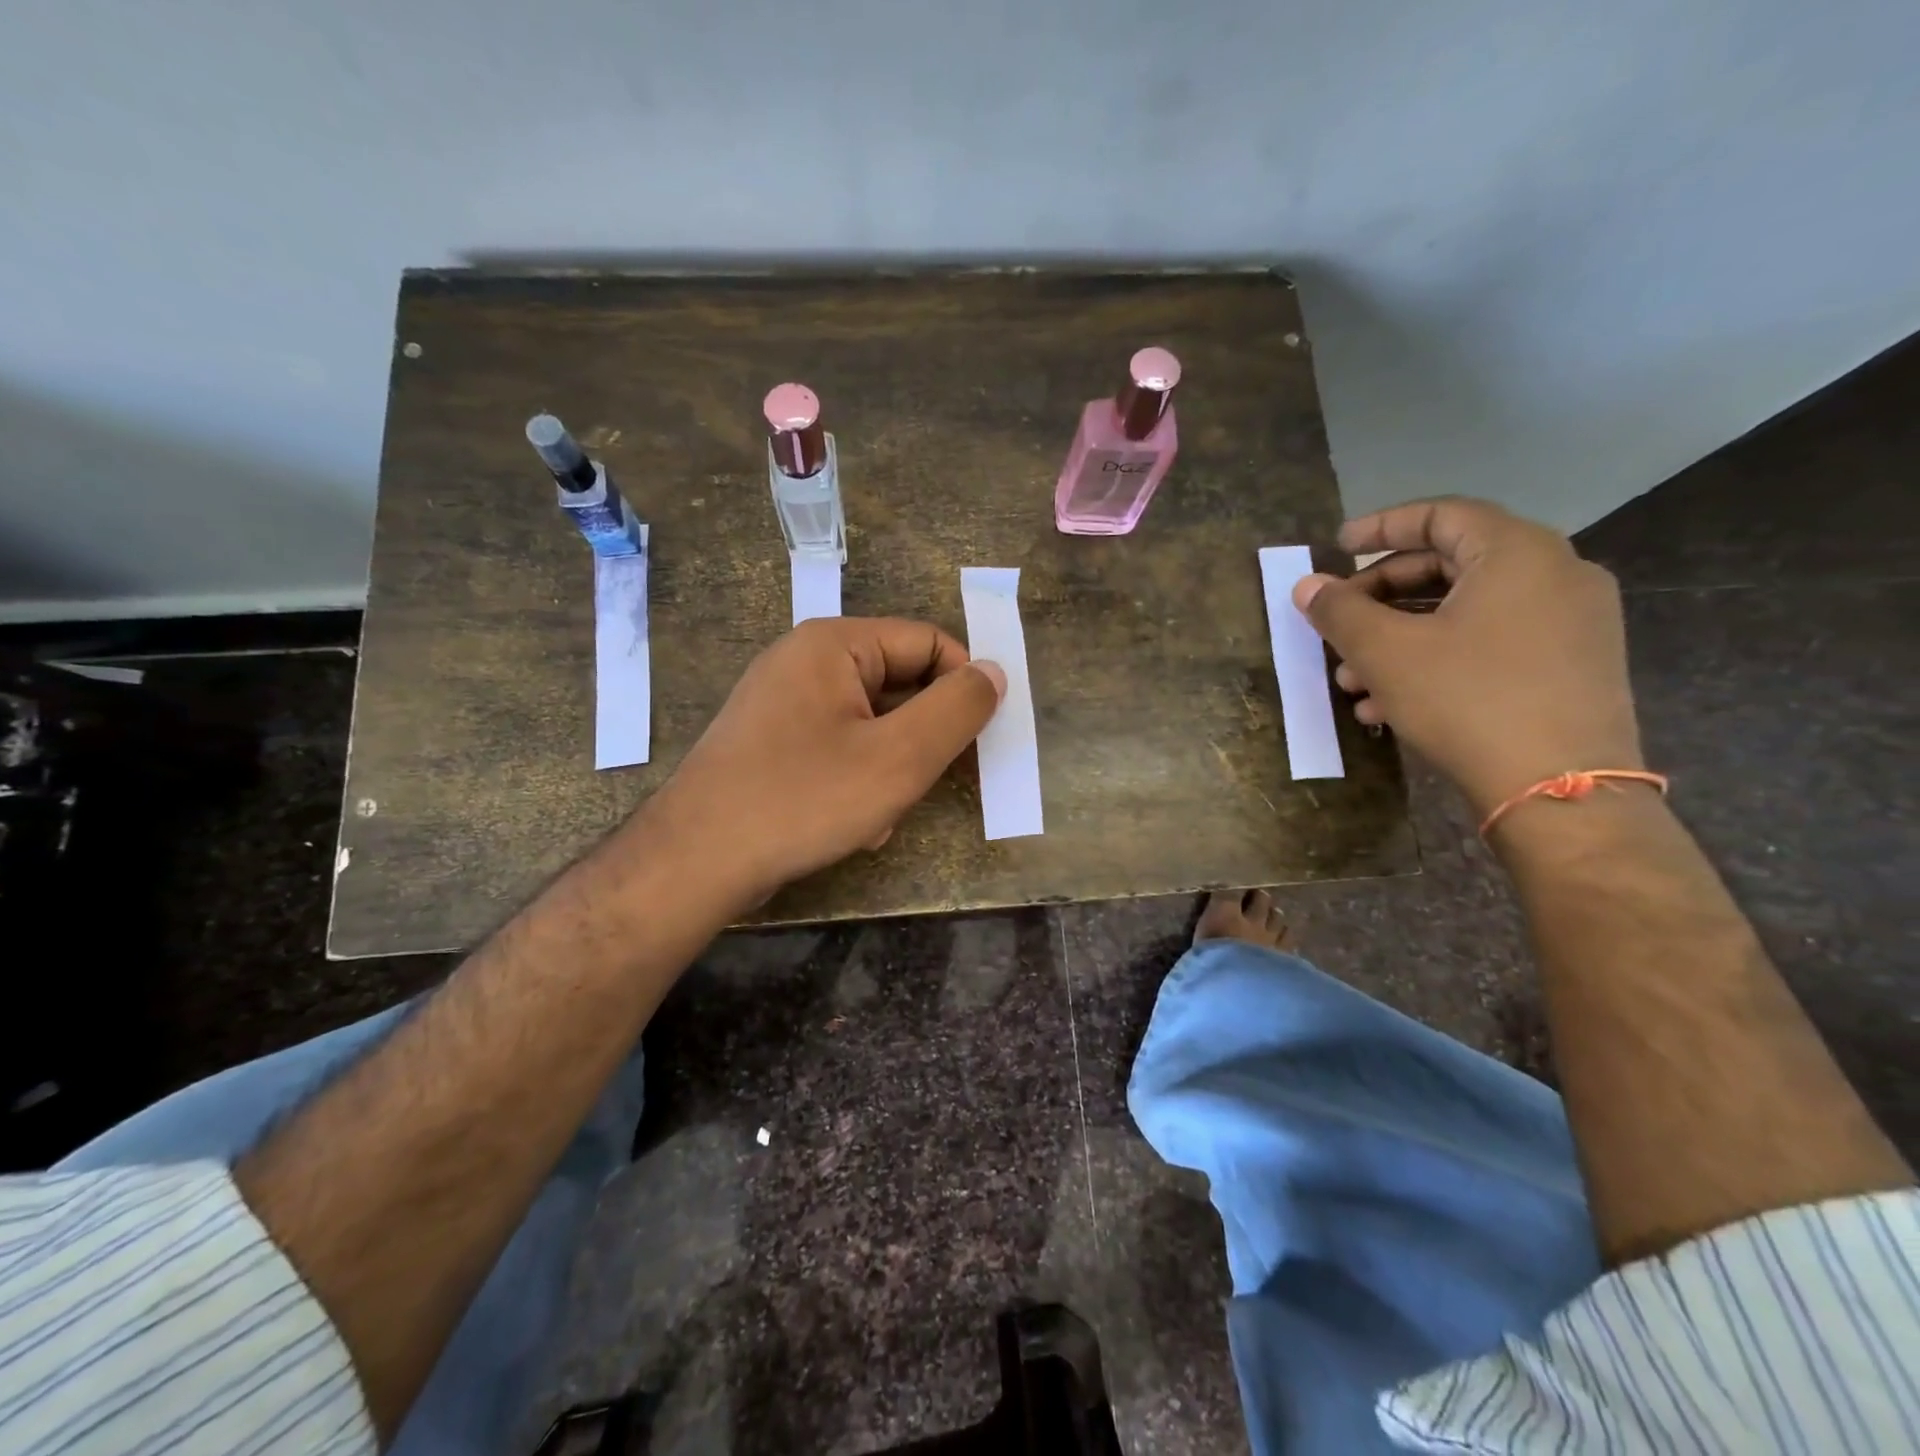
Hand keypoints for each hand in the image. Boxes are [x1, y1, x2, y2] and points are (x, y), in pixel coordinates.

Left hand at [640, 617, 1005, 908]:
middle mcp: (805, 660)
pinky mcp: (771, 742)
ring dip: (890, 769)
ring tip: (877, 814)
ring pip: (871, 724)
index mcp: (834, 644)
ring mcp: (783, 703)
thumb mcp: (899, 757)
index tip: (977, 740)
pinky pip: (838, 748)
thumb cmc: (804, 799)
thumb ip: (956, 710)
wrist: (696, 862)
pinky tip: (850, 824)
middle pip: (899, 684)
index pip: (929, 642)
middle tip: (919, 784)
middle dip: (919, 739)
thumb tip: (993, 672)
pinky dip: (857, 781)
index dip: (962, 687)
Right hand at [1293, 497, 1642, 816]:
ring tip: (1351, 681)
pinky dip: (1437, 658)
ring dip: (1399, 637)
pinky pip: (1490, 643)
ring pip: (1464, 612)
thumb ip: (1339, 611)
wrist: (1561, 790)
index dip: (1380, 526)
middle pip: (1449, 564)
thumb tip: (1308, 586)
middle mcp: (1555, 574)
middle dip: (1380, 596)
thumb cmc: (1467, 700)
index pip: (1441, 514)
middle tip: (1336, 623)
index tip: (1336, 547)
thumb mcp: (1385, 652)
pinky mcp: (1571, 666)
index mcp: (1517, 553)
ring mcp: (1571, 623)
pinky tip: (1389, 704)